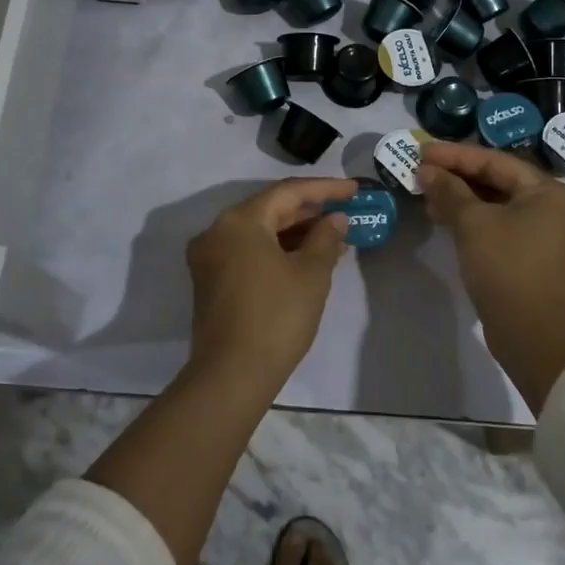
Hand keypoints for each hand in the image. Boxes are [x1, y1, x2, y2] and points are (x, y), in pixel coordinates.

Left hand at [185, 177, 355, 390]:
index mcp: (239, 221)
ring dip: (295, 233)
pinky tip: (306, 260)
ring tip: (334, 239)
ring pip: (259, 233)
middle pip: (270, 210)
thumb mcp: (311, 274)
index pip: (288, 193)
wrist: (231, 376)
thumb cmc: (276, 317)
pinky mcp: (211, 282)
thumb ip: (326, 238)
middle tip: (345, 212)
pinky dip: (277, 251)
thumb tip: (335, 219)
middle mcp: (217, 231)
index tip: (354, 190)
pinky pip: (249, 252)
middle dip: (310, 212)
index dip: (325, 189)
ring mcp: (210, 258)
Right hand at [418, 143, 564, 409]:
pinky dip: (473, 220)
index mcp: (549, 192)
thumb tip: (426, 170)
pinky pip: (500, 226)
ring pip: (497, 205)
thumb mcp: (472, 223)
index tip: (421, 151)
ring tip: (426, 196)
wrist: (535, 336)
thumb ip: (448, 190)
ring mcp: (547, 236)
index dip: (454, 155)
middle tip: (421, 172)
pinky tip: (445, 220)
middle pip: (498, 181)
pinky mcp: (534, 259)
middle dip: (457, 176)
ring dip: (461, 199)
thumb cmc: (507, 267)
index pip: (495, 161)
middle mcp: (554, 209)